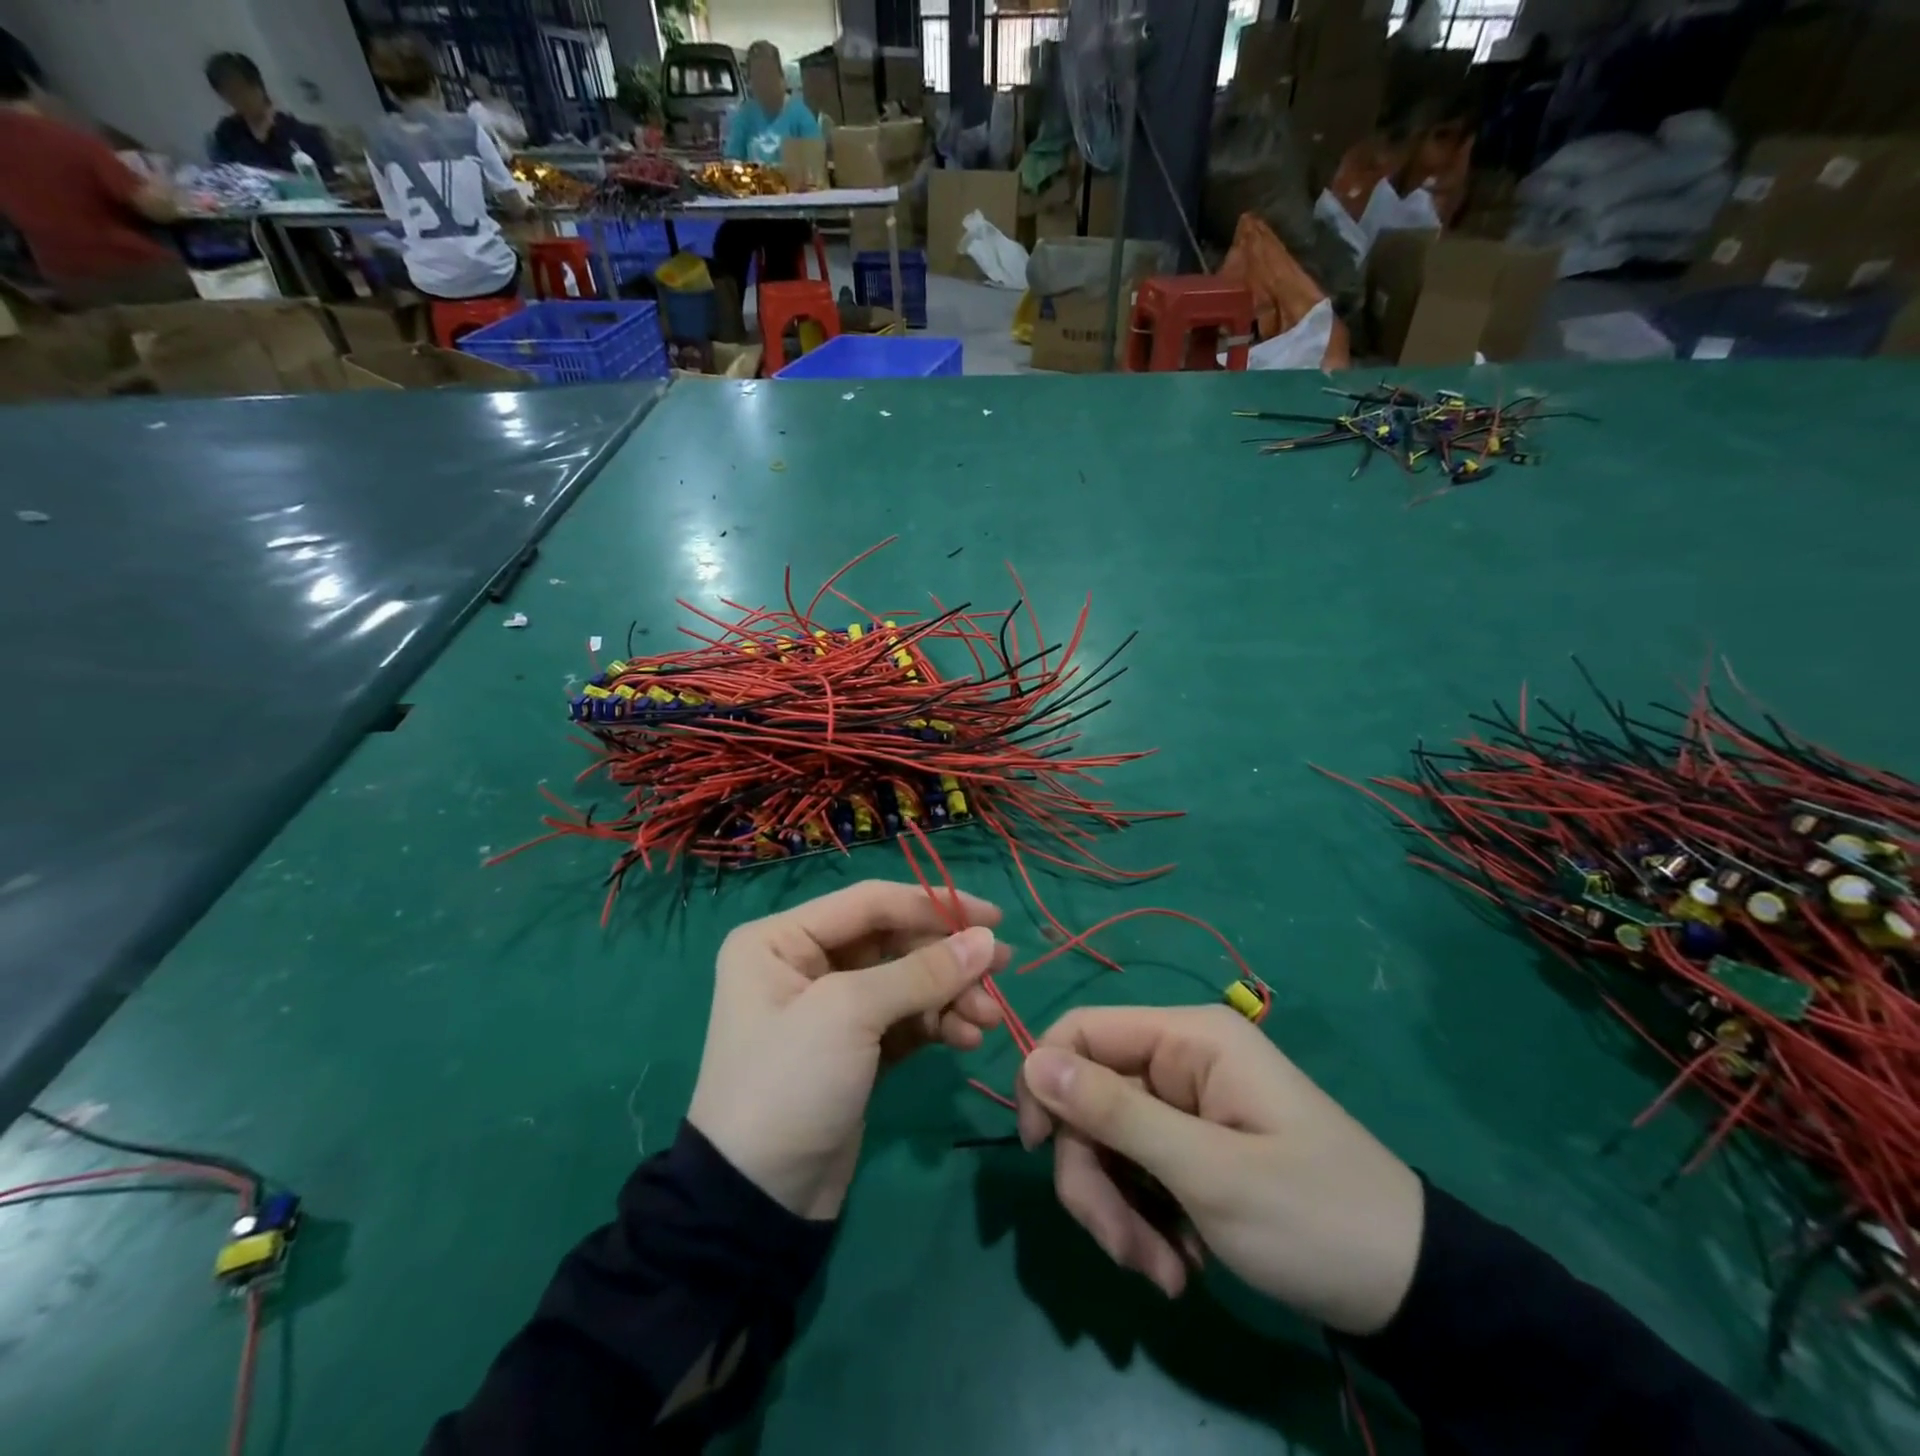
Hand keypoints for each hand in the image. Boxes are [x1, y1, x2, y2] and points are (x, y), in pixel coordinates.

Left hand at [688, 880, 1008, 1220]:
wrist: (757, 1202)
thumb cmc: (790, 1083)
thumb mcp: (850, 1015)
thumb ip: (922, 972)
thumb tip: (987, 940)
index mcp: (781, 938)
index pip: (870, 902)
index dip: (933, 904)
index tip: (992, 918)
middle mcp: (804, 963)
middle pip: (893, 942)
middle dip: (946, 959)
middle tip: (1001, 970)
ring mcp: (832, 1008)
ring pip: (906, 982)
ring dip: (950, 995)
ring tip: (987, 1019)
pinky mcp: (856, 1048)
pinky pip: (906, 1019)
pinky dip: (938, 1023)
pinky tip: (968, 1037)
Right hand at [1015, 1006, 1423, 1334]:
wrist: (1410, 1293)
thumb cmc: (1313, 1217)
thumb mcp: (1209, 1171)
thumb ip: (1115, 1113)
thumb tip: (1032, 1061)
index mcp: (1187, 1039)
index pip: (1083, 1031)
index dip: (1047, 1081)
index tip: (1038, 1150)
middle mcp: (1180, 1061)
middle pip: (1090, 1099)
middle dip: (1095, 1177)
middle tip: (1125, 1250)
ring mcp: (1185, 1107)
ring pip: (1108, 1144)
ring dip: (1120, 1213)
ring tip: (1166, 1275)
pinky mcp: (1191, 1149)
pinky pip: (1137, 1173)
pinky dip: (1144, 1222)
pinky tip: (1180, 1265)